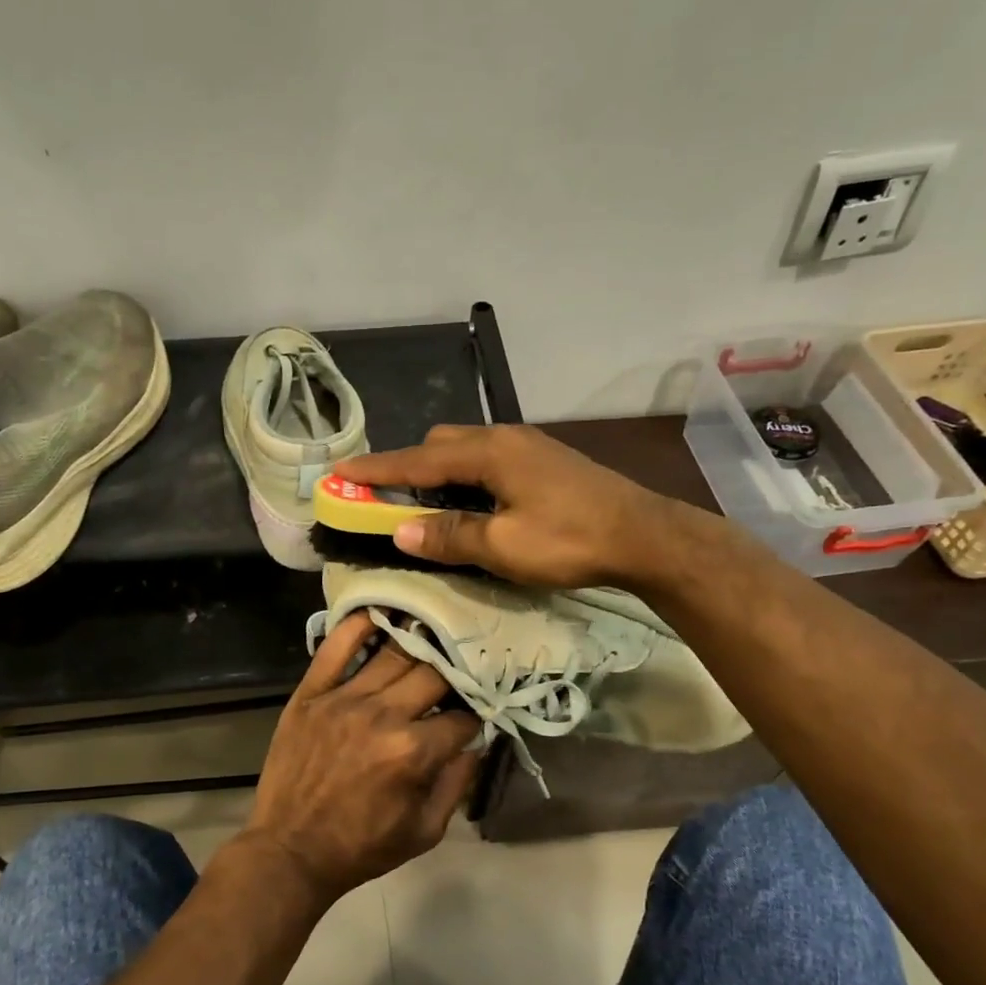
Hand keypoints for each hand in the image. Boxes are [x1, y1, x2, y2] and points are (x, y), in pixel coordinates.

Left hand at [240, 613, 482, 908]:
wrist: (290, 851)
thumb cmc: (362, 847)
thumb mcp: (425, 831)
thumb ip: (458, 783)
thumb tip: (476, 742)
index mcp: (413, 752)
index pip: (462, 718)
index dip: (474, 719)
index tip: (472, 719)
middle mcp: (382, 716)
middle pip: (434, 674)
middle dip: (453, 675)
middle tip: (457, 674)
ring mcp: (343, 699)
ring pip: (393, 654)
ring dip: (418, 643)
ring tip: (432, 635)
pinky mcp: (310, 693)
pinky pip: (335, 647)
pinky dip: (358, 625)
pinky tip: (379, 613)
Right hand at [337, 424, 706, 588]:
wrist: (645, 535)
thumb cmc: (570, 540)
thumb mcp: (504, 546)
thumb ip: (450, 536)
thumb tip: (401, 532)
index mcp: (489, 453)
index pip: (418, 458)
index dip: (377, 468)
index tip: (340, 473)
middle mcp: (504, 438)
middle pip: (441, 444)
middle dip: (408, 467)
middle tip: (388, 499)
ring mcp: (528, 446)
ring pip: (467, 450)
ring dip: (439, 473)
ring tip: (426, 505)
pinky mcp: (544, 461)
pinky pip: (489, 460)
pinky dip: (465, 478)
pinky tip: (472, 504)